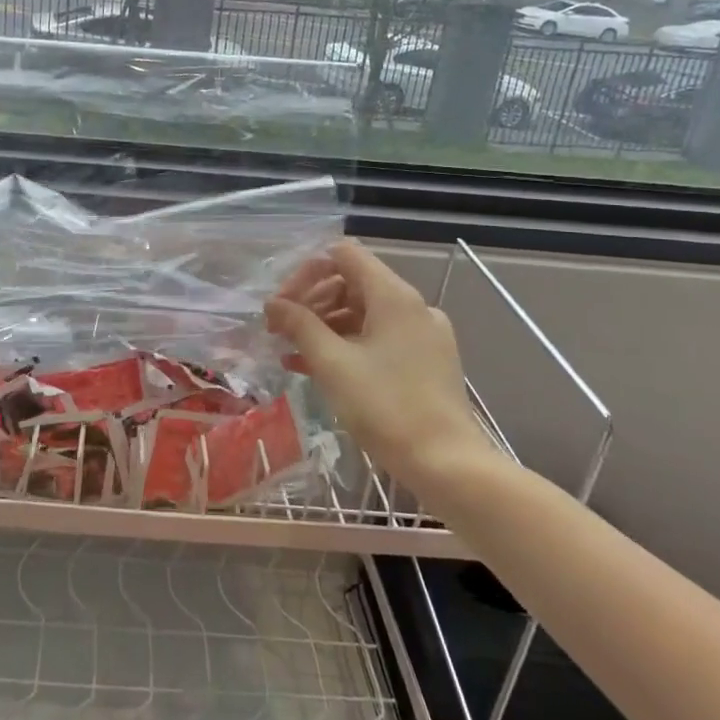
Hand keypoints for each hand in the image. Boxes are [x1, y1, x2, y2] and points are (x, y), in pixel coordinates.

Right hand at [266, 240, 504, 498]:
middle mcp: (412, 306)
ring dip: (324, 325)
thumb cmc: (385, 407)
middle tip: (279, 330)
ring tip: (291, 352)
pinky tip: (316, 368)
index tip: (281, 304)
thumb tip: (273, 303)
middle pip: (351, 282)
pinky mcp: (425, 360)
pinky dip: (346, 345)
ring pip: (362, 312)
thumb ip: (299, 325)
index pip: (343, 255)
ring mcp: (422, 334)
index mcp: (393, 296)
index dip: (306, 272)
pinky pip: (378, 338)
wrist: (446, 464)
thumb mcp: (332, 363)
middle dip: (311, 301)